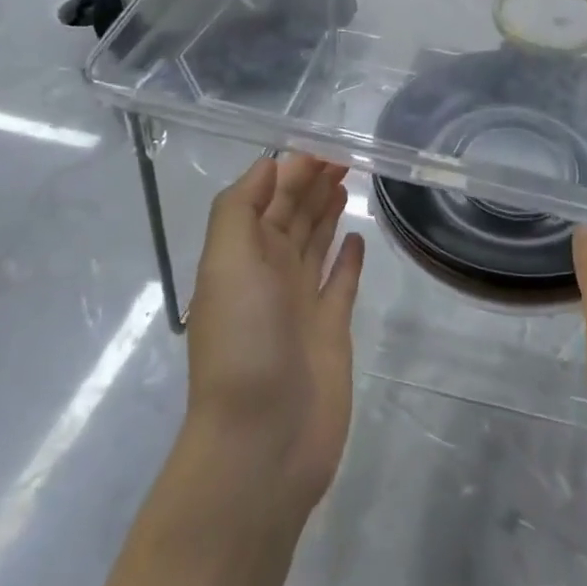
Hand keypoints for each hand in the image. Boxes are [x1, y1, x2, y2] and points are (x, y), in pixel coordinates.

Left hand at [185, 155, 364, 513]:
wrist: (263, 439)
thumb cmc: (244, 342)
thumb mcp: (227, 262)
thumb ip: (241, 208)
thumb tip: (271, 164)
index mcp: (242, 256)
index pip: (267, 198)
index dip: (290, 170)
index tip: (323, 146)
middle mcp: (270, 274)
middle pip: (292, 216)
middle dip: (311, 184)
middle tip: (344, 157)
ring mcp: (301, 303)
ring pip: (316, 244)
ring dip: (327, 213)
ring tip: (346, 184)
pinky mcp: (331, 330)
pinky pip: (341, 284)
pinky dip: (348, 260)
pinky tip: (359, 239)